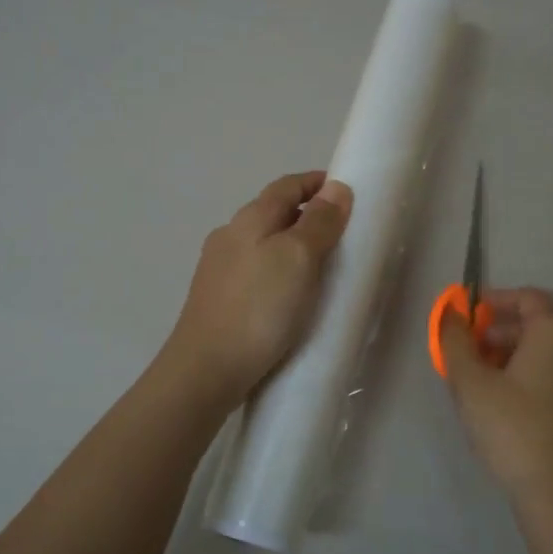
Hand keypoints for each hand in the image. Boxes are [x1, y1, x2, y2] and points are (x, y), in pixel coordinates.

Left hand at [164, 171, 352, 407]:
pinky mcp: (219, 299)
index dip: (317, 183)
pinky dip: (280, 270)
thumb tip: (336, 187)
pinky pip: (257, 271)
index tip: (346, 192)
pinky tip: (291, 295)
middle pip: (273, 212)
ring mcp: (219, 269)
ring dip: (294, 245)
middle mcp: (230, 236)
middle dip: (308, 214)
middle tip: (343, 232)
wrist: (206, 370)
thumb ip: (318, 222)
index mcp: (250, 219)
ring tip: (323, 266)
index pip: (287, 186)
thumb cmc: (259, 308)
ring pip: (264, 243)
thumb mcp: (298, 258)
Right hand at [440, 289, 552, 508]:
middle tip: (469, 354)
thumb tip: (450, 312)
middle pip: (538, 323)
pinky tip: (510, 401)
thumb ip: (454, 340)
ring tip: (483, 380)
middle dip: (500, 332)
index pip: (526, 298)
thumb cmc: (512, 427)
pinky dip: (536, 374)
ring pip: (551, 350)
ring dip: (516, 354)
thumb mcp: (470, 382)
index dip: (492, 303)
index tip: (465, 319)